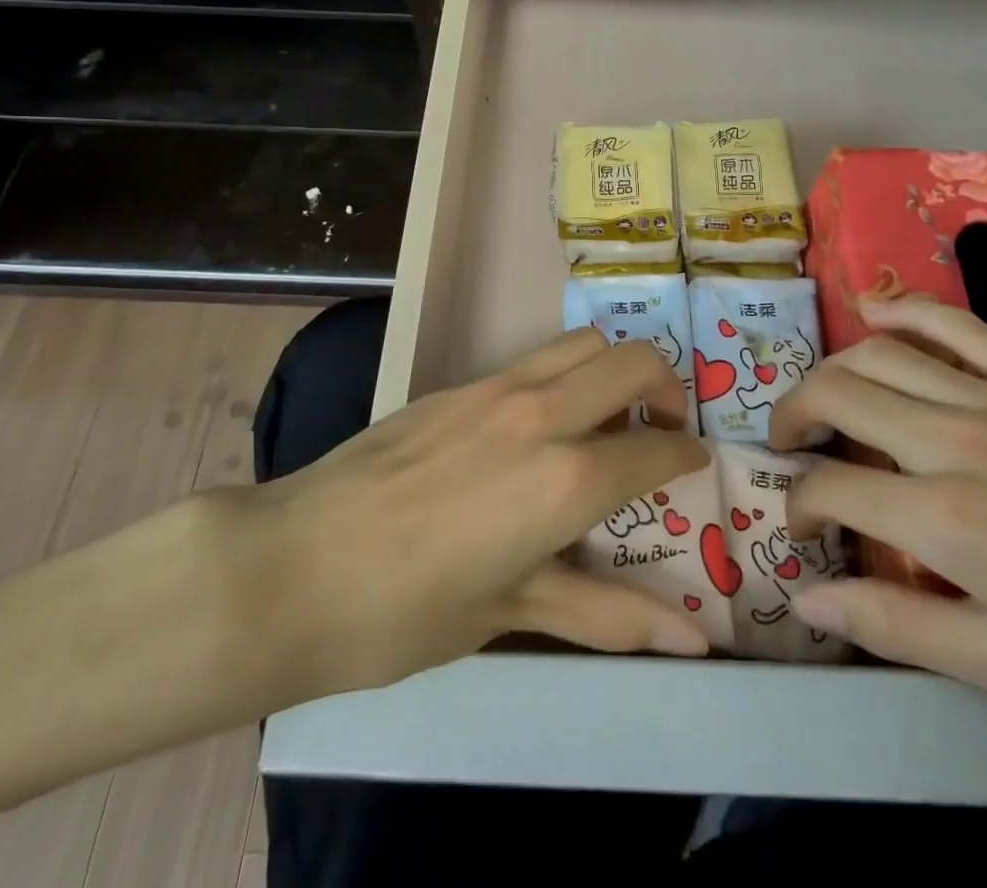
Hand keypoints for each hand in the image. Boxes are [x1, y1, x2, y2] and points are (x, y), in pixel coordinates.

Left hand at [192, 328, 709, 708]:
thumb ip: (608, 616)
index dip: (687, 456)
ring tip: (603, 419)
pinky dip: (563, 376)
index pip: (656, 450)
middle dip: (666, 387)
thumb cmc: (405, 612)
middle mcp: (540, 414)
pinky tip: (536, 428)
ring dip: (612, 369)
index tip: (695, 465)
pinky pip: (533, 359)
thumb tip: (693, 643)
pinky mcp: (456, 383)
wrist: (292, 567)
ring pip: (583, 343)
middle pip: (633, 361)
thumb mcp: (512, 615)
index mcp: (565, 478)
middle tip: (659, 430)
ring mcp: (494, 388)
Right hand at [769, 295, 986, 753]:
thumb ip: (896, 625)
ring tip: (821, 397)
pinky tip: (873, 307)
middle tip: (788, 445)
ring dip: (832, 370)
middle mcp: (955, 440)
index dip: (797, 505)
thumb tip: (805, 597)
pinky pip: (953, 323)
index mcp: (944, 518)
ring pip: (879, 354)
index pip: (829, 489)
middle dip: (793, 417)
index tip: (802, 526)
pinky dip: (903, 310)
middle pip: (837, 395)